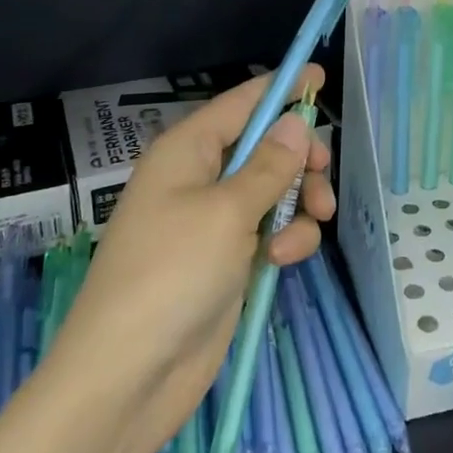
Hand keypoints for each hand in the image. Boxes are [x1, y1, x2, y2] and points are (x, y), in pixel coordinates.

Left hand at [52, 66, 334, 452]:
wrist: (129, 375)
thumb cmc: (172, 273)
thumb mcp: (227, 211)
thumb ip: (269, 165)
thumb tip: (295, 122)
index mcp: (188, 150)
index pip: (241, 102)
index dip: (281, 88)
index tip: (320, 76)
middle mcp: (200, 177)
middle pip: (264, 146)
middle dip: (300, 158)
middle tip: (323, 174)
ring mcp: (213, 222)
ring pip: (274, 191)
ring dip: (298, 202)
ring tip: (312, 221)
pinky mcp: (228, 260)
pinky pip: (270, 231)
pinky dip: (285, 239)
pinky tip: (280, 261)